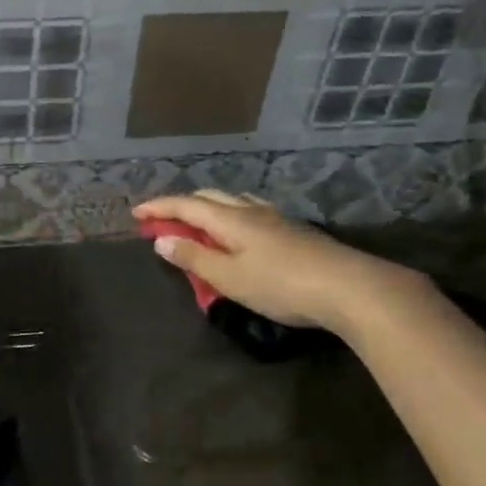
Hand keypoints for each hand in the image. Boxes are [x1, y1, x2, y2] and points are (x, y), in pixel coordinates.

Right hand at [133, 190, 429, 338]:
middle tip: (164, 221)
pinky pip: (252, 212)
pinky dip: (232, 216)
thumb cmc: (282, 285)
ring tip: (199, 223)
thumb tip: (162, 239)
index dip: (159, 207)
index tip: (135, 213)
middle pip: (209, 197)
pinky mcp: (295, 231)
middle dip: (182, 205)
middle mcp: (251, 210)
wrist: (350, 287)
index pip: (185, 205)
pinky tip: (242, 231)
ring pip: (234, 202)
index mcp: (230, 219)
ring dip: (209, 208)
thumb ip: (194, 258)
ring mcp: (276, 218)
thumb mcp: (230, 278)